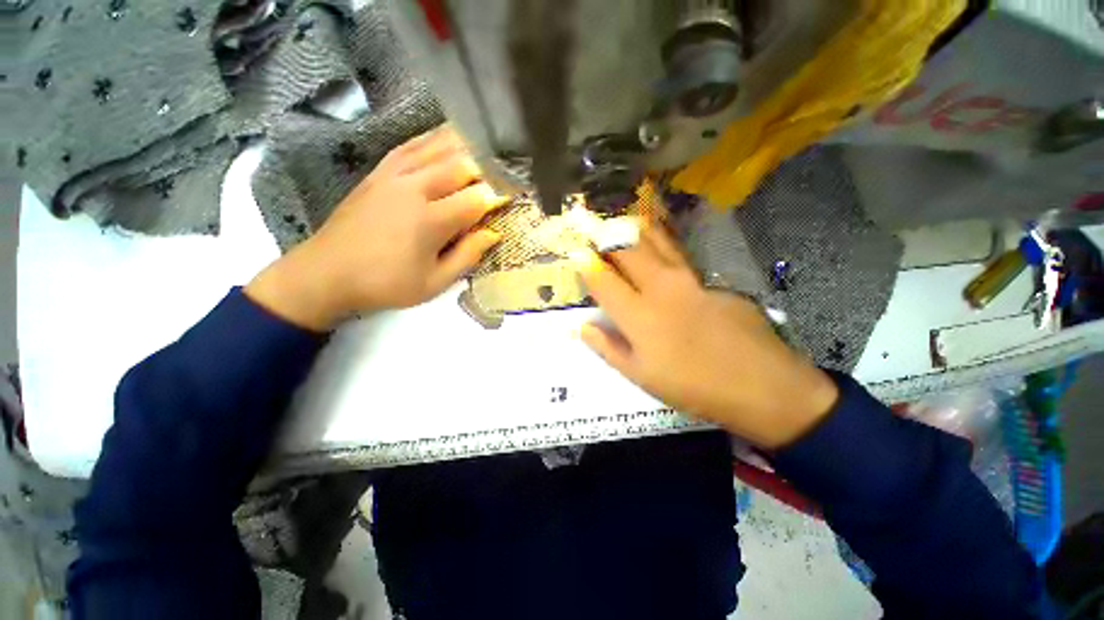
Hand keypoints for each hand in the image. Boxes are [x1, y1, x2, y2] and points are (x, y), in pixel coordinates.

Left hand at [246, 127, 507, 329]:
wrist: (327, 273)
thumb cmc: (386, 284)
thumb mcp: (434, 282)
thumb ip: (467, 256)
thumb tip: (493, 234)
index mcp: (430, 220)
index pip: (475, 199)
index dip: (498, 195)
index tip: (515, 193)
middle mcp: (413, 189)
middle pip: (458, 165)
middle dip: (486, 166)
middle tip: (504, 168)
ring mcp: (392, 176)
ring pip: (435, 148)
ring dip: (463, 144)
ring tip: (485, 142)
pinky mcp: (378, 172)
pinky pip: (410, 146)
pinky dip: (432, 139)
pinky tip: (445, 137)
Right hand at [576, 224, 838, 448]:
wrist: (762, 385)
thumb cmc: (694, 387)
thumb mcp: (641, 377)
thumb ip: (608, 348)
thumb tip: (583, 327)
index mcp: (638, 315)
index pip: (601, 279)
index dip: (585, 264)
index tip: (576, 255)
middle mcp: (660, 287)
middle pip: (626, 248)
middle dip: (605, 233)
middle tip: (592, 225)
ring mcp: (689, 277)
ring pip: (655, 240)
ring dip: (633, 225)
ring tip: (620, 215)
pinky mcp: (711, 277)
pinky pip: (678, 253)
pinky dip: (661, 240)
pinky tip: (655, 236)